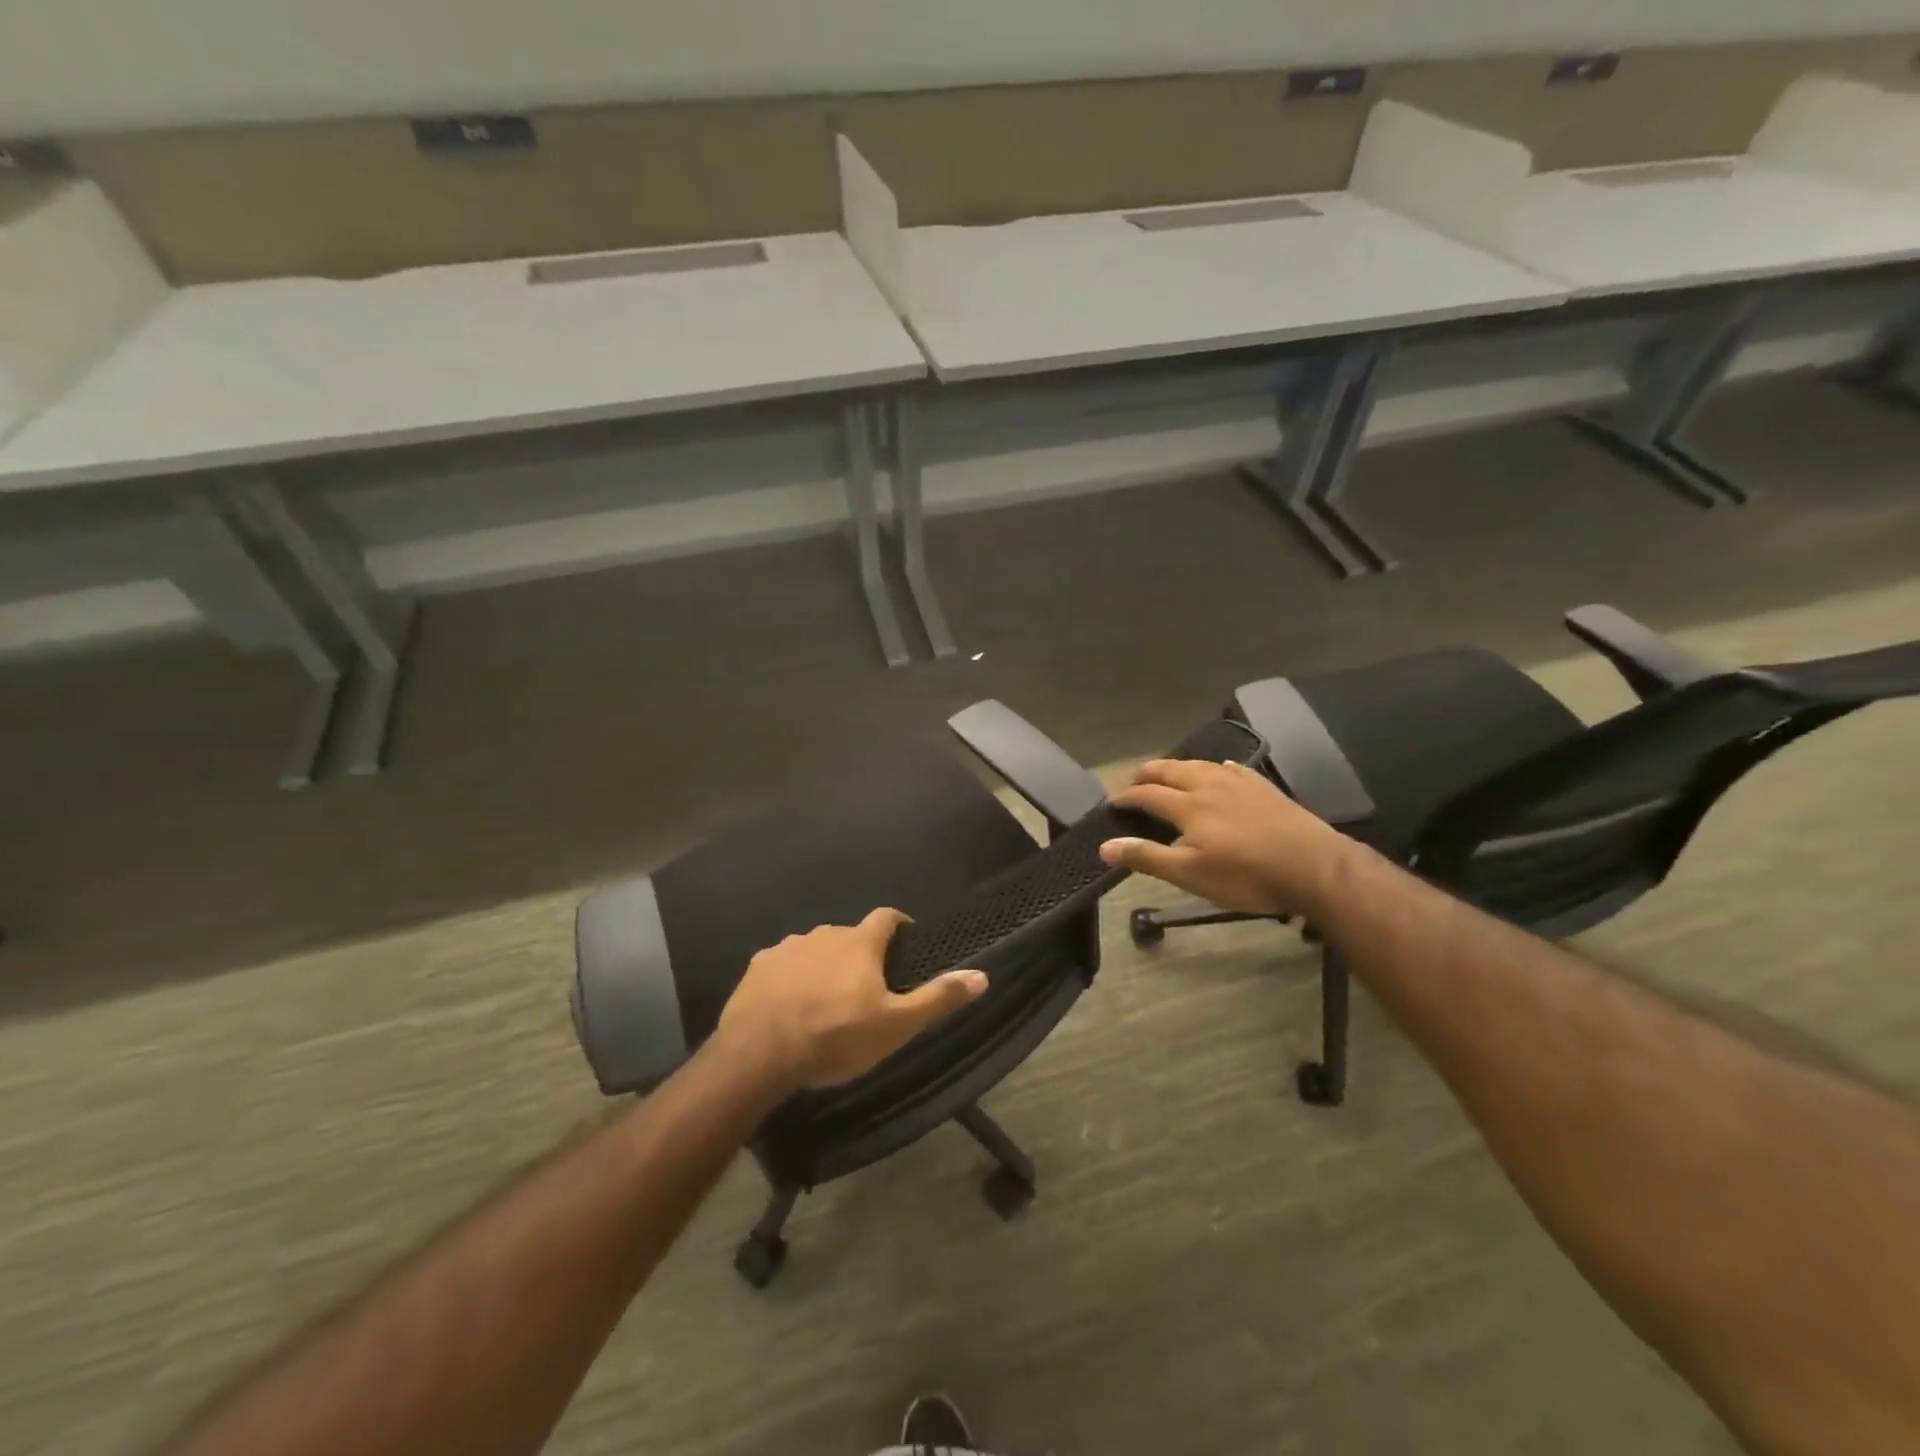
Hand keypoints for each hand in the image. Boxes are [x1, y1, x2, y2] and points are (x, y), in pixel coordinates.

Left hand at [715, 908, 987, 1091]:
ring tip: (825, 999)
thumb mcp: (895, 1026)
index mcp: (859, 943)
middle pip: (849, 936)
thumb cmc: (835, 1037)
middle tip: (865, 987)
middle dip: (859, 954)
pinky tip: (788, 1005)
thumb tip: (982, 975)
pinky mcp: (758, 966)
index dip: (898, 925)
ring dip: (824, 965)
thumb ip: (937, 998)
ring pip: (814, 949)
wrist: (759, 1054)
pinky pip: (782, 965)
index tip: (905, 941)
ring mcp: (787, 948)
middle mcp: (824, 934)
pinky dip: (791, 978)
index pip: (886, 917)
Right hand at [1098, 759, 1353, 915]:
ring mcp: (1240, 782)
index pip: (1147, 795)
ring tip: (1170, 773)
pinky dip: (1216, 767)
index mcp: (1188, 805)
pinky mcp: (1264, 787)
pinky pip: (1233, 768)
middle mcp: (1209, 785)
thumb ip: (1147, 857)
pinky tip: (1220, 770)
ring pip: (1201, 765)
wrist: (1314, 866)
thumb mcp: (1191, 875)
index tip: (1113, 803)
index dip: (1127, 798)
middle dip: (1149, 773)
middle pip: (1171, 770)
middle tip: (1134, 780)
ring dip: (1179, 767)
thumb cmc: (1246, 875)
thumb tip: (1105, 846)